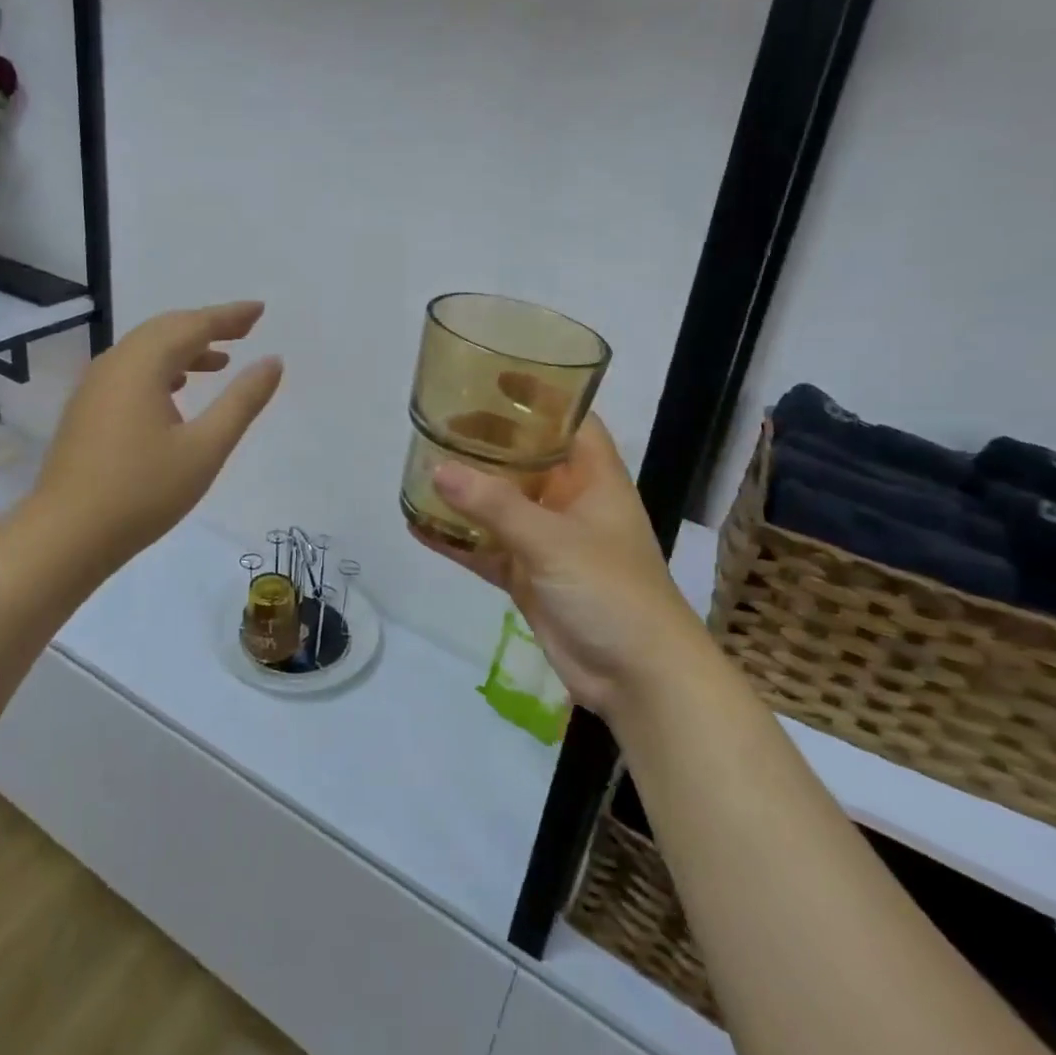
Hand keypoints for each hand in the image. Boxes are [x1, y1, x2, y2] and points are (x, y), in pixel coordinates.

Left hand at [36, 301, 282, 563]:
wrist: (65, 536)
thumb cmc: (142, 492)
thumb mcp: (205, 448)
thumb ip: (242, 401)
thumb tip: (272, 361)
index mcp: (142, 365)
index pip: (193, 325)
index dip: (229, 316)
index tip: (259, 310)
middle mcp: (114, 364)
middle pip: (166, 329)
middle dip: (207, 325)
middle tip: (245, 329)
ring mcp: (95, 386)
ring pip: (146, 350)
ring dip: (185, 348)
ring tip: (221, 361)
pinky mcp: (87, 409)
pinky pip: (131, 370)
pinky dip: (162, 368)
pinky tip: (177, 389)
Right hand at [412, 417, 693, 719]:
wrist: (638, 678)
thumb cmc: (612, 591)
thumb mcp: (553, 540)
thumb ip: (495, 505)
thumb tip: (438, 469)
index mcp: (592, 477)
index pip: (568, 419)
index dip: (537, 394)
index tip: (492, 376)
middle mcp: (568, 500)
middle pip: (525, 457)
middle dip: (487, 441)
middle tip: (440, 424)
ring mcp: (546, 540)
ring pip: (499, 503)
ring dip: (466, 489)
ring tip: (421, 466)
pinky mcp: (527, 575)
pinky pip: (485, 547)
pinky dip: (456, 538)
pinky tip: (417, 525)